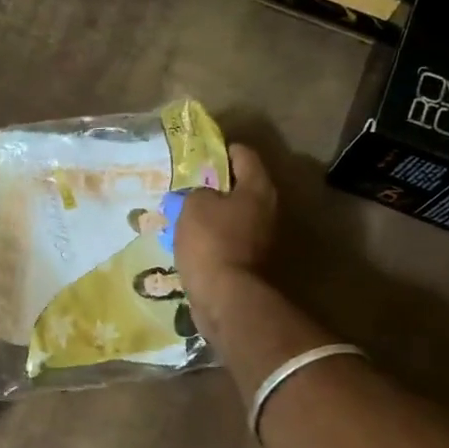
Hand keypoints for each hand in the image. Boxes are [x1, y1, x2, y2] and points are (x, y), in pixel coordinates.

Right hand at [175, 144, 277, 336]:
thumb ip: (195, 192)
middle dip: (214, 186)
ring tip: (181, 216)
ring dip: (211, 216)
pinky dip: (210, 240)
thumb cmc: (211, 241)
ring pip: (232, 217)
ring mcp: (261, 239)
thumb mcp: (194, 205)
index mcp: (258, 188)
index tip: (200, 154)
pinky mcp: (249, 263)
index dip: (222, 150)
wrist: (226, 297)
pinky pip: (226, 242)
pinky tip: (187, 243)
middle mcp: (267, 210)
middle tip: (186, 186)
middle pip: (240, 188)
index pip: (244, 155)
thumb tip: (197, 198)